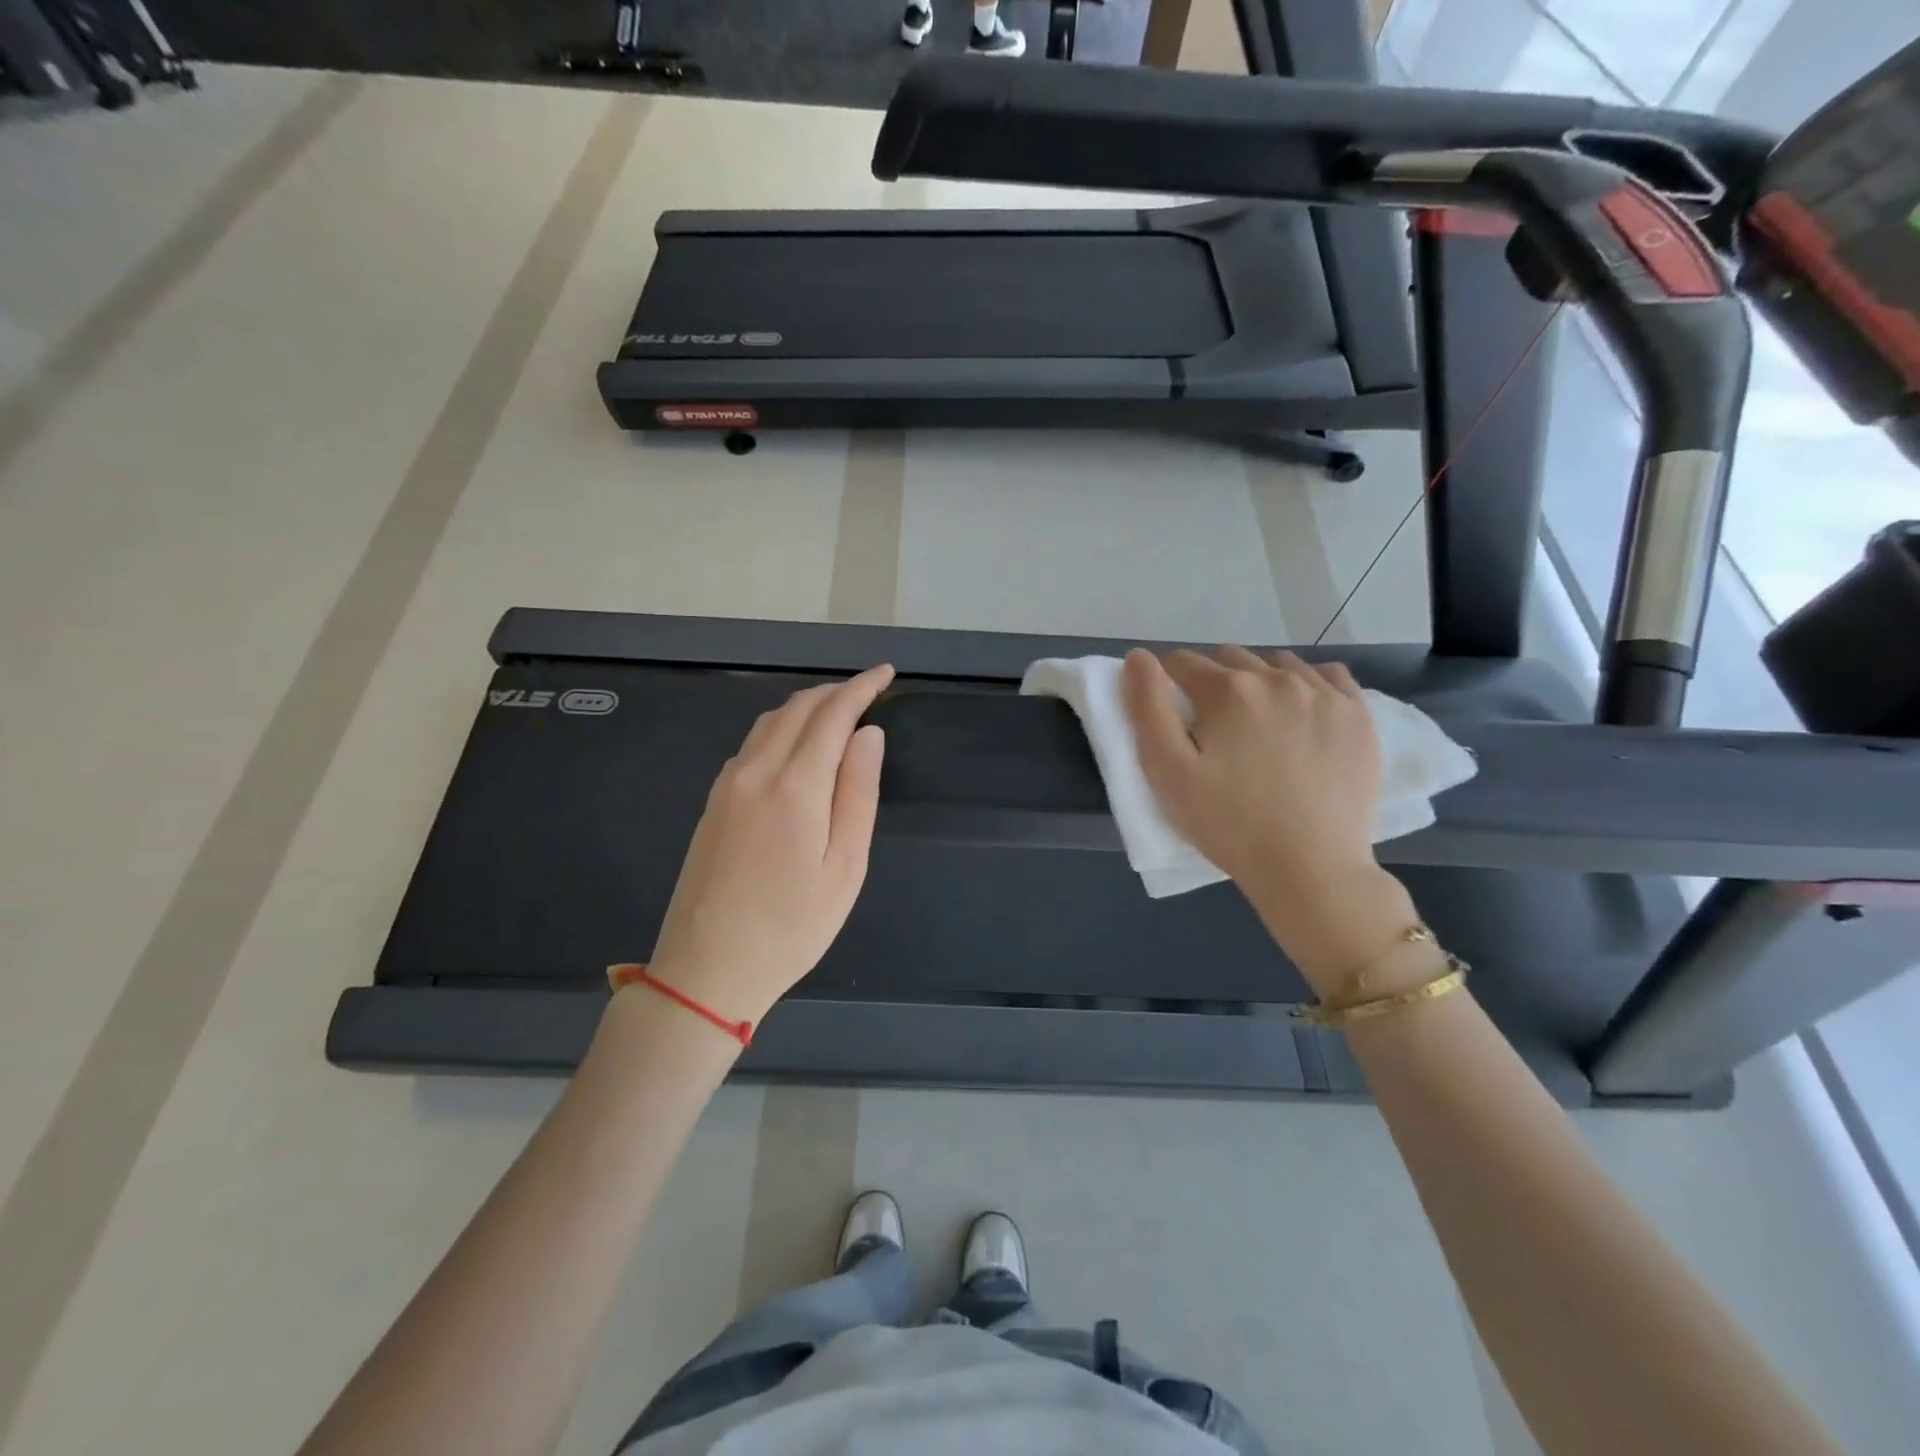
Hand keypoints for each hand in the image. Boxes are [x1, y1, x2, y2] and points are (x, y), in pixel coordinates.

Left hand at [645, 665, 893, 1024]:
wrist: (706, 970)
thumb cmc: (791, 927)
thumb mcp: (845, 867)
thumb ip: (857, 793)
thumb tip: (868, 734)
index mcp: (795, 786)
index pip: (833, 715)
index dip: (861, 688)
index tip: (886, 673)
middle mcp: (756, 772)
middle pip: (797, 709)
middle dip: (835, 691)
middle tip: (868, 690)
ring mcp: (727, 785)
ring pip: (769, 723)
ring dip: (806, 706)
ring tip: (837, 711)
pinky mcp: (712, 803)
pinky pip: (751, 745)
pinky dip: (781, 728)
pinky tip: (795, 745)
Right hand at [1122, 647, 1414, 988]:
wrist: (1310, 869)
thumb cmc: (1228, 824)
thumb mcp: (1168, 771)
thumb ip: (1147, 707)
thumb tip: (1138, 657)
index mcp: (1227, 690)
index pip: (1181, 663)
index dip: (1169, 686)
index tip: (1175, 719)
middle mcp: (1276, 677)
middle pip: (1229, 658)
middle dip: (1212, 682)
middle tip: (1214, 730)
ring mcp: (1324, 693)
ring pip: (1277, 664)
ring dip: (1258, 681)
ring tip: (1257, 726)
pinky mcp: (1359, 714)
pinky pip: (1327, 675)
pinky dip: (1308, 684)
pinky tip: (1301, 716)